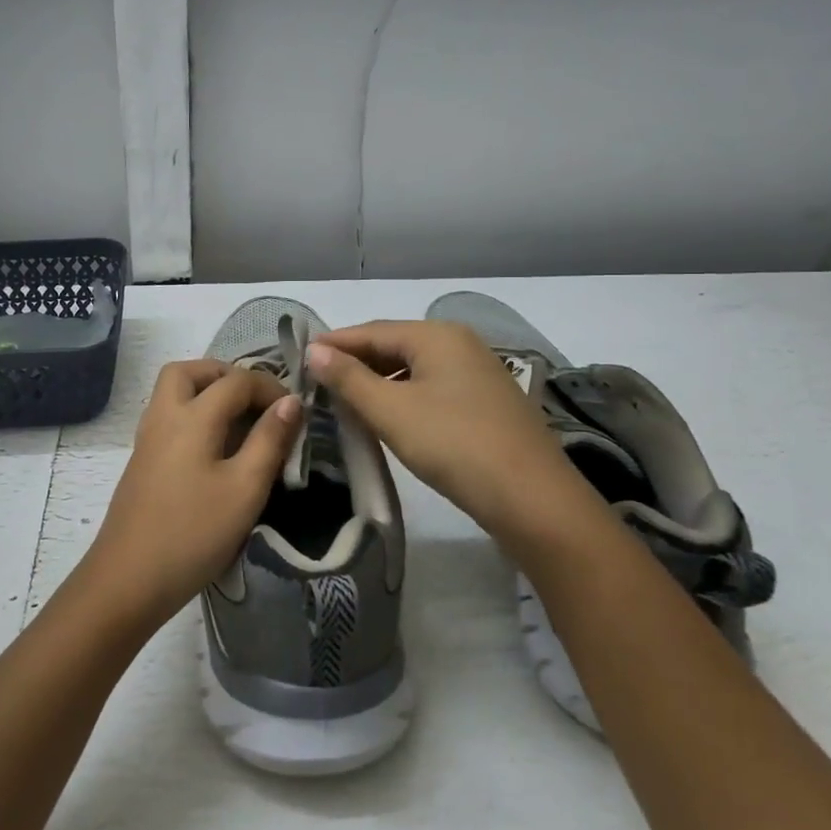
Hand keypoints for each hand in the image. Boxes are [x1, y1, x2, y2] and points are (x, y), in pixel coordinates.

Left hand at [80, 360, 301, 630]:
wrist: (129, 579)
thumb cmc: (194, 533)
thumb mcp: (245, 488)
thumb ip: (270, 440)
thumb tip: (291, 402)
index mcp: (191, 416)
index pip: (235, 380)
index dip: (270, 388)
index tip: (295, 413)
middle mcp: (163, 416)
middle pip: (189, 371)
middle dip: (226, 375)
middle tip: (256, 401)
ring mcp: (147, 439)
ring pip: (173, 392)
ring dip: (206, 392)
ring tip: (240, 422)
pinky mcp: (142, 462)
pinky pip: (168, 417)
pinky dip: (194, 414)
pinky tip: (215, 449)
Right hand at [308, 321, 604, 540]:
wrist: (532, 499)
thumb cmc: (454, 445)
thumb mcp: (392, 411)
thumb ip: (349, 379)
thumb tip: (314, 351)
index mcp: (437, 335)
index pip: (371, 331)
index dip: (333, 344)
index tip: (297, 359)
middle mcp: (459, 344)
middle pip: (393, 347)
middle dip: (354, 364)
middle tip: (315, 384)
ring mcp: (477, 374)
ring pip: (413, 370)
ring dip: (377, 383)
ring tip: (343, 403)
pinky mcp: (485, 403)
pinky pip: (431, 389)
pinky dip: (403, 398)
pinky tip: (387, 418)